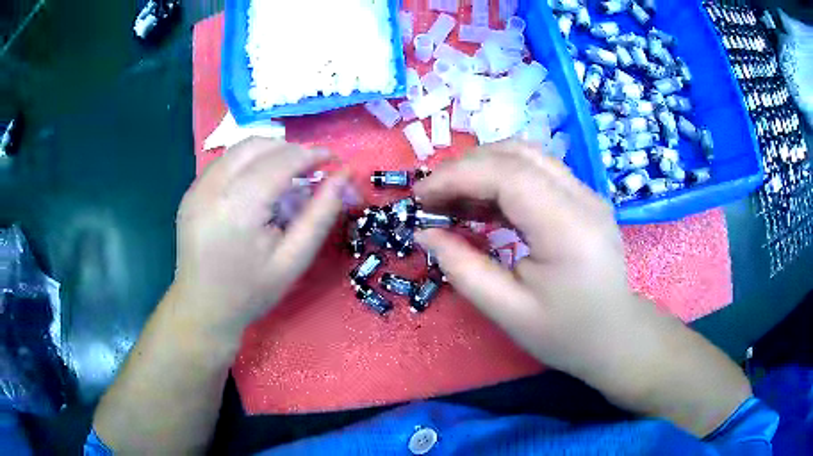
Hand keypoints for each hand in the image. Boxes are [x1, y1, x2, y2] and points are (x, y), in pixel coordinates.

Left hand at [170, 138, 351, 337]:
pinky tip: (257, 188)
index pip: (281, 160)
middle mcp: (212, 187)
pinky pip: (225, 162)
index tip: (333, 161)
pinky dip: (248, 163)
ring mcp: (197, 187)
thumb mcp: (293, 260)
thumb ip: (320, 215)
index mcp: (238, 207)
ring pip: (240, 148)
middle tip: (310, 171)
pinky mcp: (190, 191)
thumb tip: (343, 176)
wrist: (203, 309)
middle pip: (258, 145)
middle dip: (290, 150)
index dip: (311, 155)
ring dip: (269, 153)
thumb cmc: (250, 292)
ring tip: (286, 178)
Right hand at [413, 141, 633, 377]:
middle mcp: (583, 198)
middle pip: (517, 154)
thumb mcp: (508, 312)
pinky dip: (501, 178)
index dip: (458, 176)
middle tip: (431, 199)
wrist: (613, 336)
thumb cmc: (565, 334)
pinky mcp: (582, 198)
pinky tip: (481, 204)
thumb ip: (463, 268)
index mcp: (570, 230)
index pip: (509, 175)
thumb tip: (425, 233)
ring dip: (482, 168)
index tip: (420, 197)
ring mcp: (586, 193)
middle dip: (465, 168)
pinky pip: (536, 171)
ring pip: (526, 155)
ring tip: (451, 199)